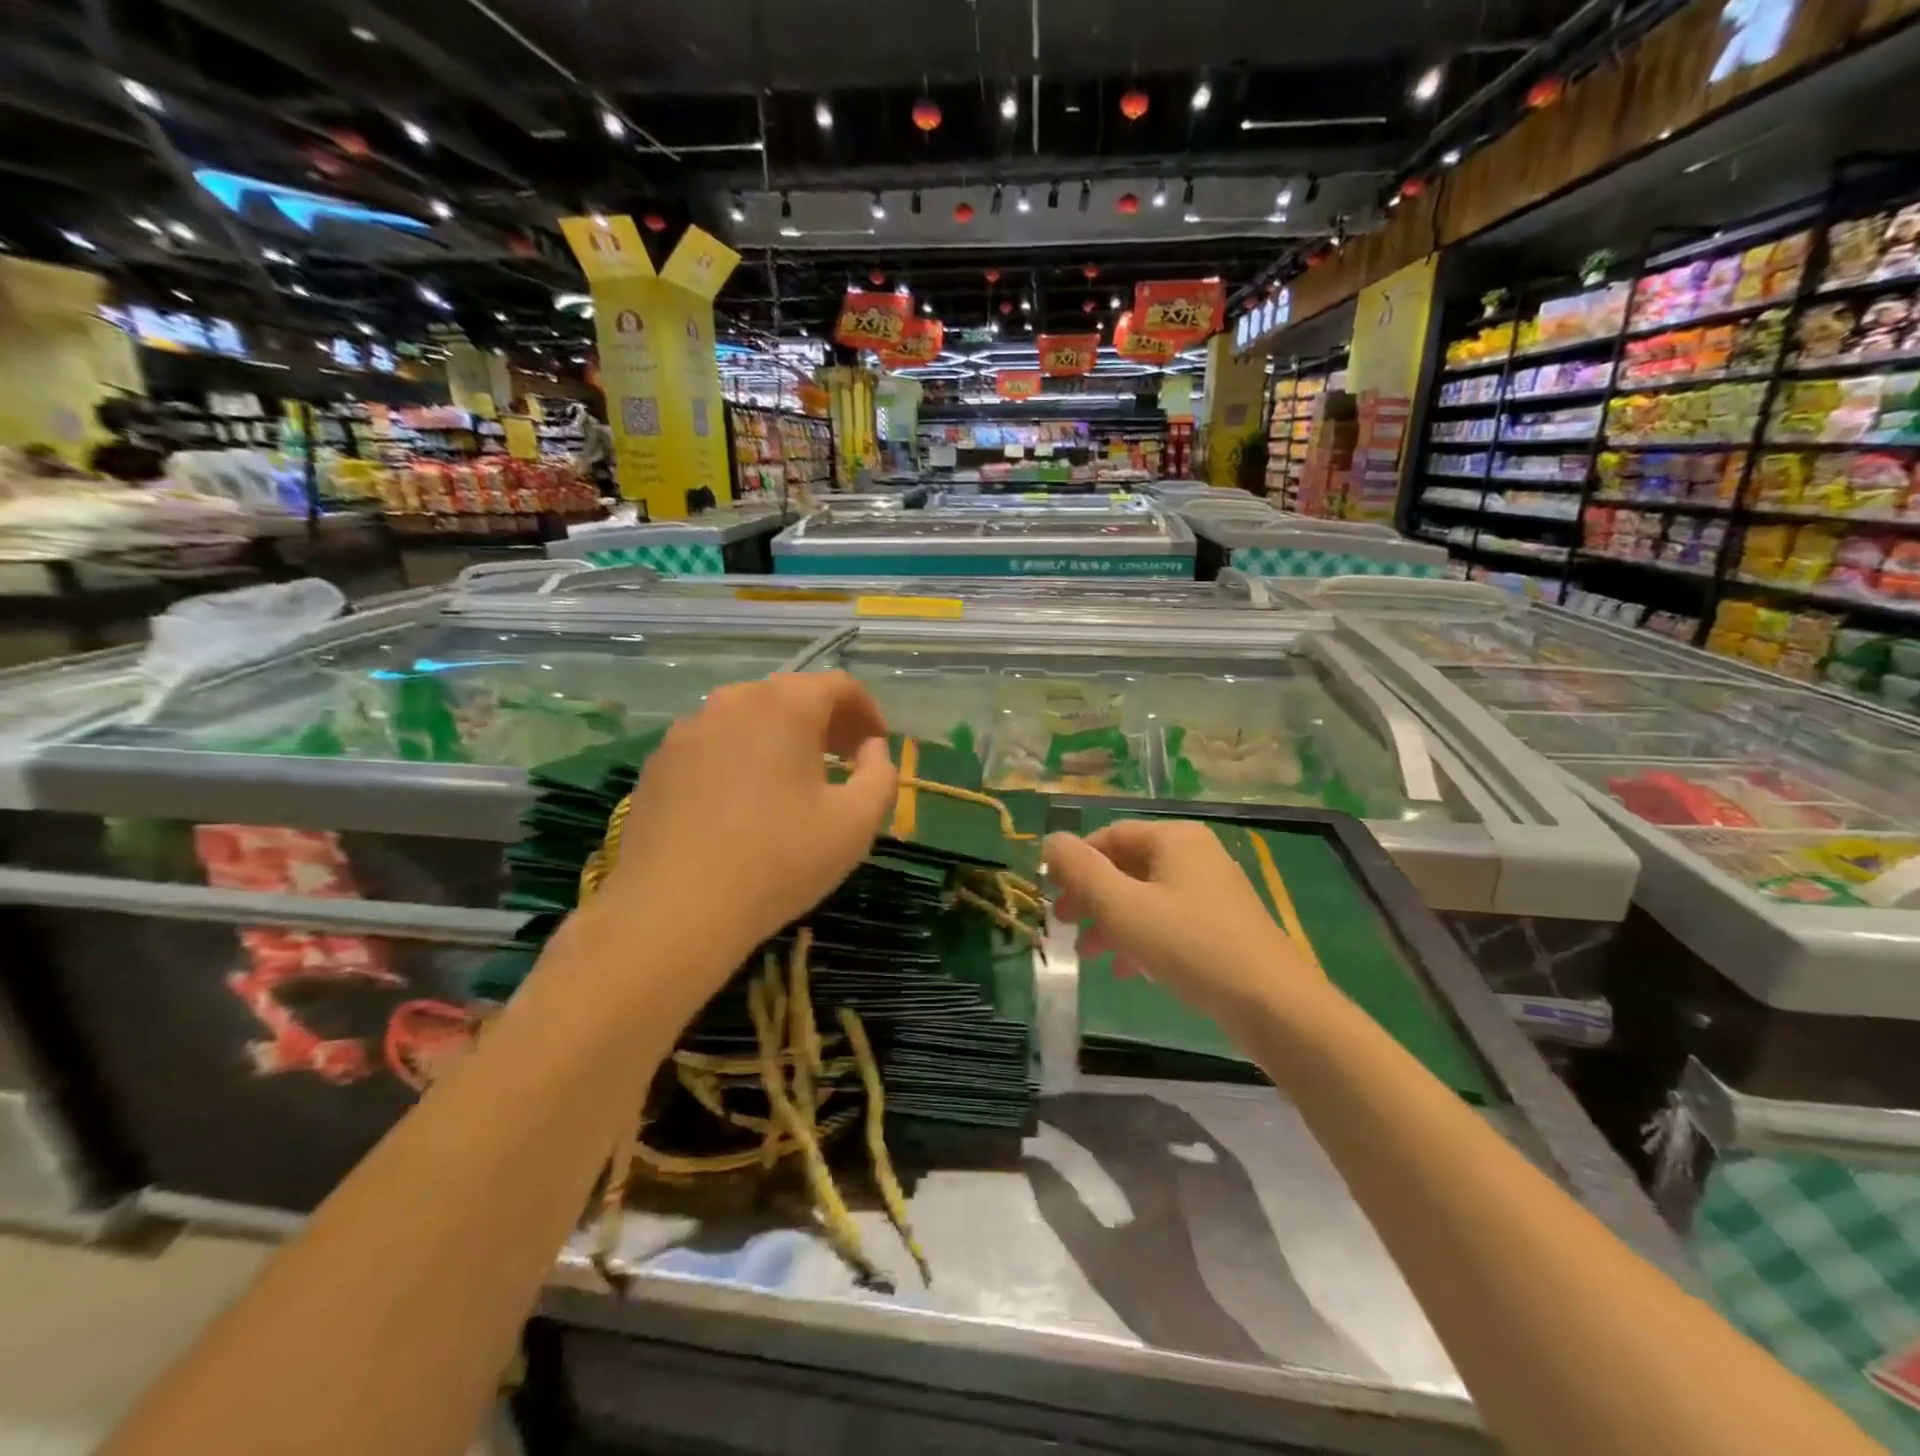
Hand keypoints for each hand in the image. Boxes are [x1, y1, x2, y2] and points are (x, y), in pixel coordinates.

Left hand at [599, 672, 897, 980]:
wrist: (674, 910)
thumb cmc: (779, 861)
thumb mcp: (856, 823)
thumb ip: (881, 774)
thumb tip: (871, 749)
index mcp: (784, 706)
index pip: (839, 685)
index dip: (867, 711)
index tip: (877, 745)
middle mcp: (732, 702)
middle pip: (791, 696)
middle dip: (826, 722)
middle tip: (845, 760)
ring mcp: (688, 730)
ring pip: (749, 718)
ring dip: (782, 738)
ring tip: (795, 780)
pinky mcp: (659, 762)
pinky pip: (714, 745)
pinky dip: (741, 757)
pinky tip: (744, 802)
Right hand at [1045, 820, 1324, 1025]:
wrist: (1274, 1006)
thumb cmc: (1189, 946)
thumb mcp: (1122, 906)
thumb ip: (1080, 870)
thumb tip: (1051, 840)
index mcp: (1174, 838)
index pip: (1109, 836)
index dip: (1075, 864)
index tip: (1051, 897)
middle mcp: (1196, 855)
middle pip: (1127, 866)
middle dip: (1091, 897)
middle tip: (1065, 925)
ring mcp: (1213, 891)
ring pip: (1146, 897)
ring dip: (1112, 922)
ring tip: (1089, 955)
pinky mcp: (1223, 926)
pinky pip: (1169, 921)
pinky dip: (1142, 939)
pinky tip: (1127, 970)